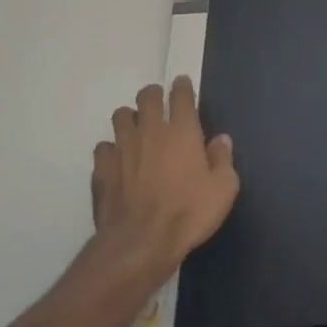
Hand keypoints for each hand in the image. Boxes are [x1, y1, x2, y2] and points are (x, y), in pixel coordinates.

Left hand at [91, 78, 239, 282]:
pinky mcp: (102, 167)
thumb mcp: (223, 189)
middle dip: (153, 95)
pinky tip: (117, 162)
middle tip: (158, 104)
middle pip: (147, 96)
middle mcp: (150, 130)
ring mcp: (122, 147)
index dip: (182, 87)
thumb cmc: (189, 213)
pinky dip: (111, 150)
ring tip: (136, 131)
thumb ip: (223, 159)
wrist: (141, 241)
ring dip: (130, 118)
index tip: (182, 85)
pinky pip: (103, 147)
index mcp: (182, 131)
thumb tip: (221, 140)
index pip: (180, 95)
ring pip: (121, 116)